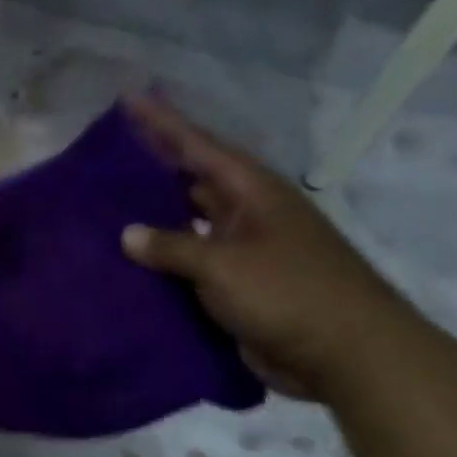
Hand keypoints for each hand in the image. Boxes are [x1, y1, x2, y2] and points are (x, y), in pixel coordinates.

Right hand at [118, 94, 416, 401]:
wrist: (350, 357)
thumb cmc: (290, 294)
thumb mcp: (223, 265)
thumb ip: (172, 246)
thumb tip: (129, 235)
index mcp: (253, 193)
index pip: (199, 147)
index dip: (163, 123)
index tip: (129, 99)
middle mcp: (248, 214)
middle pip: (192, 179)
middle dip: (153, 166)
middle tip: (106, 154)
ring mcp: (245, 250)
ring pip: (189, 222)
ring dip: (154, 216)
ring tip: (106, 205)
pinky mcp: (239, 285)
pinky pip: (191, 262)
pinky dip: (162, 259)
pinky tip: (129, 260)